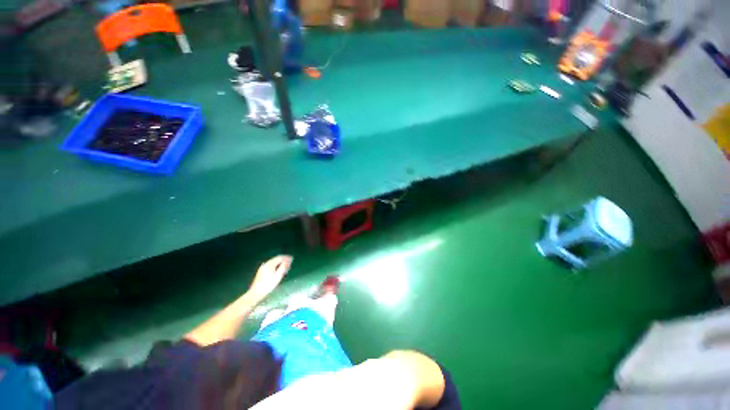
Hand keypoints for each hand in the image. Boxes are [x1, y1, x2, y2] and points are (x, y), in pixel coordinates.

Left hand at [247, 255, 292, 303]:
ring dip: (280, 263)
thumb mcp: (277, 276)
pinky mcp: (261, 272)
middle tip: (290, 262)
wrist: (255, 294)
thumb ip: (283, 267)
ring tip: (285, 266)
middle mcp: (265, 264)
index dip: (286, 258)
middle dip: (283, 260)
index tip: (292, 259)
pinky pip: (270, 265)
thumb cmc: (267, 285)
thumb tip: (288, 260)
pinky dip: (276, 266)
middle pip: (276, 259)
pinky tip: (278, 270)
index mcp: (269, 264)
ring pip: (273, 262)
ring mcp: (262, 268)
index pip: (279, 258)